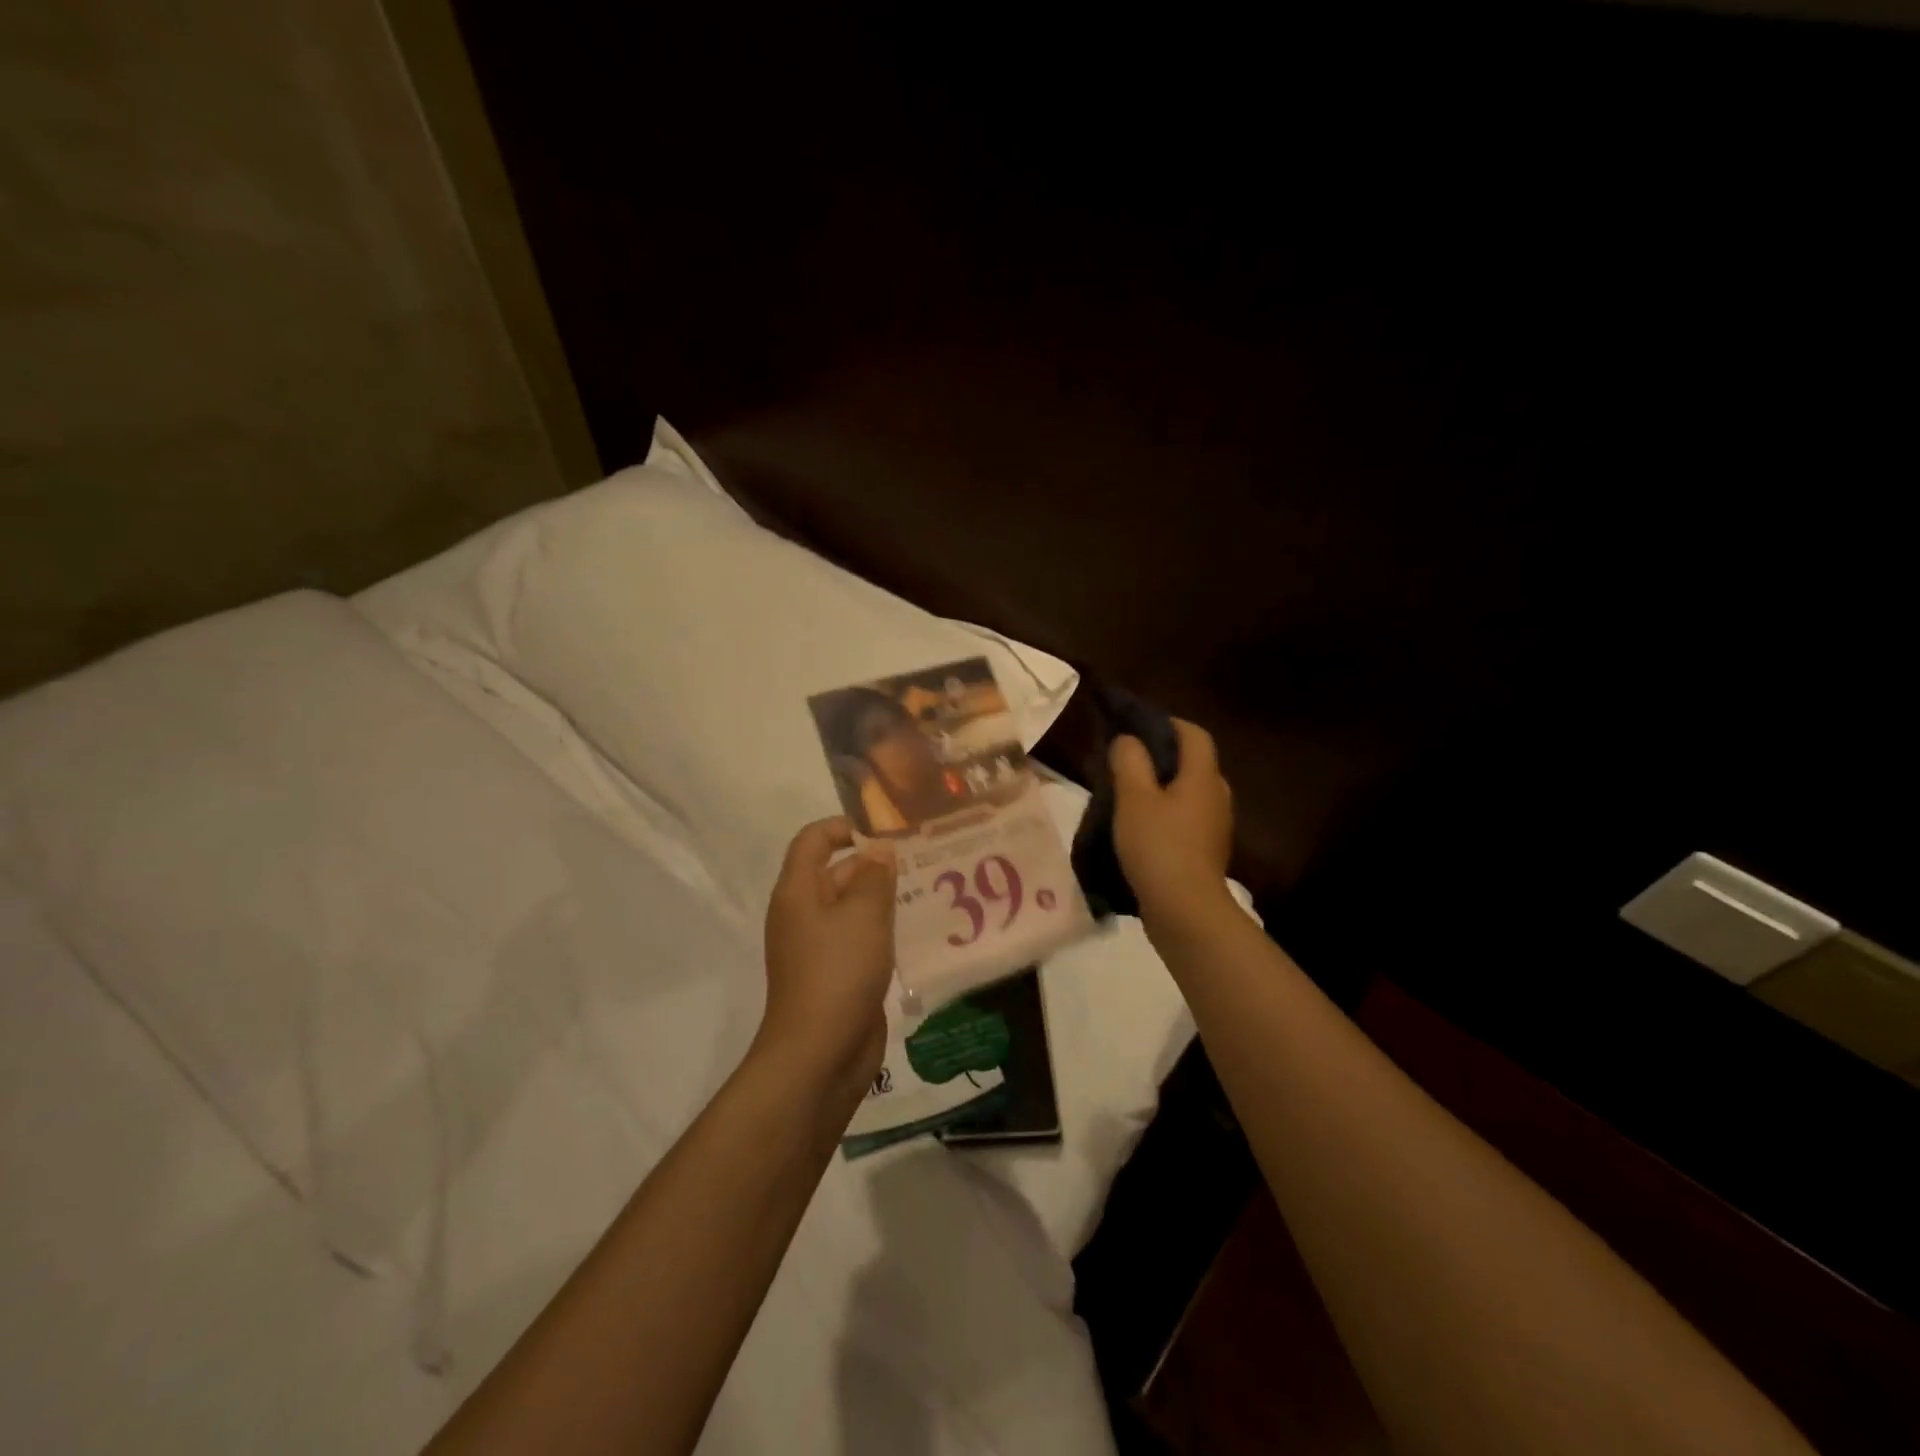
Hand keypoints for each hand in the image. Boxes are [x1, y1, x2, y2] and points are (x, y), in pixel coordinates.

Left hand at [757, 817, 897, 1108]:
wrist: (819, 1056)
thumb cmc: (838, 973)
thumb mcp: (863, 916)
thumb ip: (875, 877)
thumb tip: (880, 849)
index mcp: (799, 891)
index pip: (813, 840)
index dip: (844, 827)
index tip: (886, 832)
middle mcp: (805, 914)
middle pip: (837, 872)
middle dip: (876, 864)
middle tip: (925, 860)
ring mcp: (820, 947)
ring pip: (854, 908)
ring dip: (885, 899)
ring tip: (932, 889)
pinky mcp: (838, 974)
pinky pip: (862, 939)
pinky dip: (885, 931)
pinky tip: (921, 931)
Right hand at [1110, 719, 1234, 929]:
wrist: (1185, 911)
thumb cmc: (1159, 846)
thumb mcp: (1133, 798)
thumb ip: (1130, 761)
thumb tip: (1129, 740)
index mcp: (1203, 777)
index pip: (1193, 733)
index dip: (1166, 723)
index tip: (1134, 727)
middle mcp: (1216, 796)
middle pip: (1191, 763)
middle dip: (1159, 757)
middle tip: (1124, 761)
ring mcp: (1214, 827)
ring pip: (1186, 793)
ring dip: (1159, 788)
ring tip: (1125, 795)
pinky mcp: (1204, 851)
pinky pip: (1184, 819)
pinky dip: (1163, 814)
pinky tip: (1138, 827)